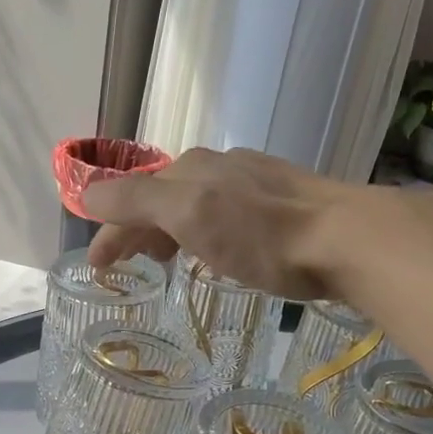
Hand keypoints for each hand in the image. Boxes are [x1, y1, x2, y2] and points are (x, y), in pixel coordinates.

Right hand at [82, 146, 351, 298]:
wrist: (345, 239)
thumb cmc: (260, 235)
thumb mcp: (189, 214)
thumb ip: (136, 202)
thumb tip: (87, 194)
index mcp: (190, 169)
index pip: (133, 197)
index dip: (110, 230)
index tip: (98, 267)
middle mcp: (217, 166)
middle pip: (161, 197)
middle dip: (138, 229)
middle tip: (130, 264)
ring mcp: (251, 181)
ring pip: (192, 203)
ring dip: (169, 230)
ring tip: (169, 260)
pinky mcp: (281, 200)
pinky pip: (223, 213)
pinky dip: (202, 232)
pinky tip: (216, 249)